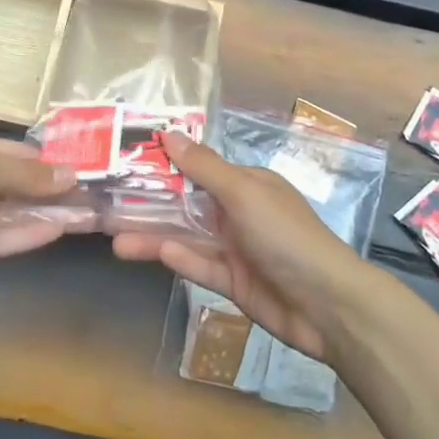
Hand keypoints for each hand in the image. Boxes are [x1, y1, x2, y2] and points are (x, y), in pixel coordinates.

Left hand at [0, 128, 78, 293]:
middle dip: (51, 189)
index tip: (83, 168)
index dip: (46, 161)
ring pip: (10, 212)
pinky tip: (58, 232)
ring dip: (46, 213)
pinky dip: (26, 235)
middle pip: (14, 183)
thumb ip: (23, 175)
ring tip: (87, 216)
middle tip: (94, 196)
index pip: (11, 151)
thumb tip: (70, 176)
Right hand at [111, 131, 370, 360]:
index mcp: (247, 184)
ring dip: (155, 237)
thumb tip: (168, 133)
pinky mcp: (234, 283)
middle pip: (187, 204)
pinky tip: (156, 254)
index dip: (165, 165)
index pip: (198, 168)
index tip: (127, 162)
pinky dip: (181, 259)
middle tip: (109, 206)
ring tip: (115, 241)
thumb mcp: (243, 193)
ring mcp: (236, 249)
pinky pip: (201, 266)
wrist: (328, 305)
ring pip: (188, 237)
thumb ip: (203, 167)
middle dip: (151, 205)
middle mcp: (239, 212)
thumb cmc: (286, 236)